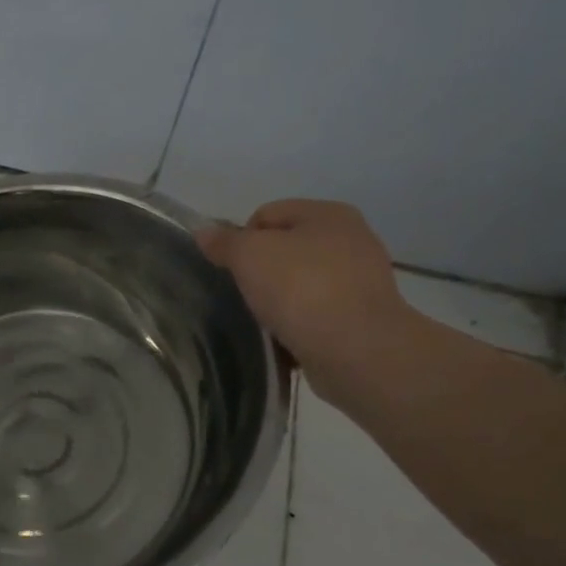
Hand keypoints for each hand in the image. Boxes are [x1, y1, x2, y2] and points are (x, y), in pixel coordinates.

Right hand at [198, 199, 418, 403]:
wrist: (357, 350)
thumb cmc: (301, 289)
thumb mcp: (250, 256)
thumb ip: (224, 242)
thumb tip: (203, 232)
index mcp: (328, 214)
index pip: (267, 214)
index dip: (241, 239)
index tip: (233, 271)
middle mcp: (351, 240)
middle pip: (285, 249)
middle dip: (261, 271)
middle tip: (245, 296)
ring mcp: (361, 281)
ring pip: (300, 283)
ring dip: (279, 300)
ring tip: (265, 321)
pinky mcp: (362, 318)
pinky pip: (316, 314)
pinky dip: (299, 324)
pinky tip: (287, 339)